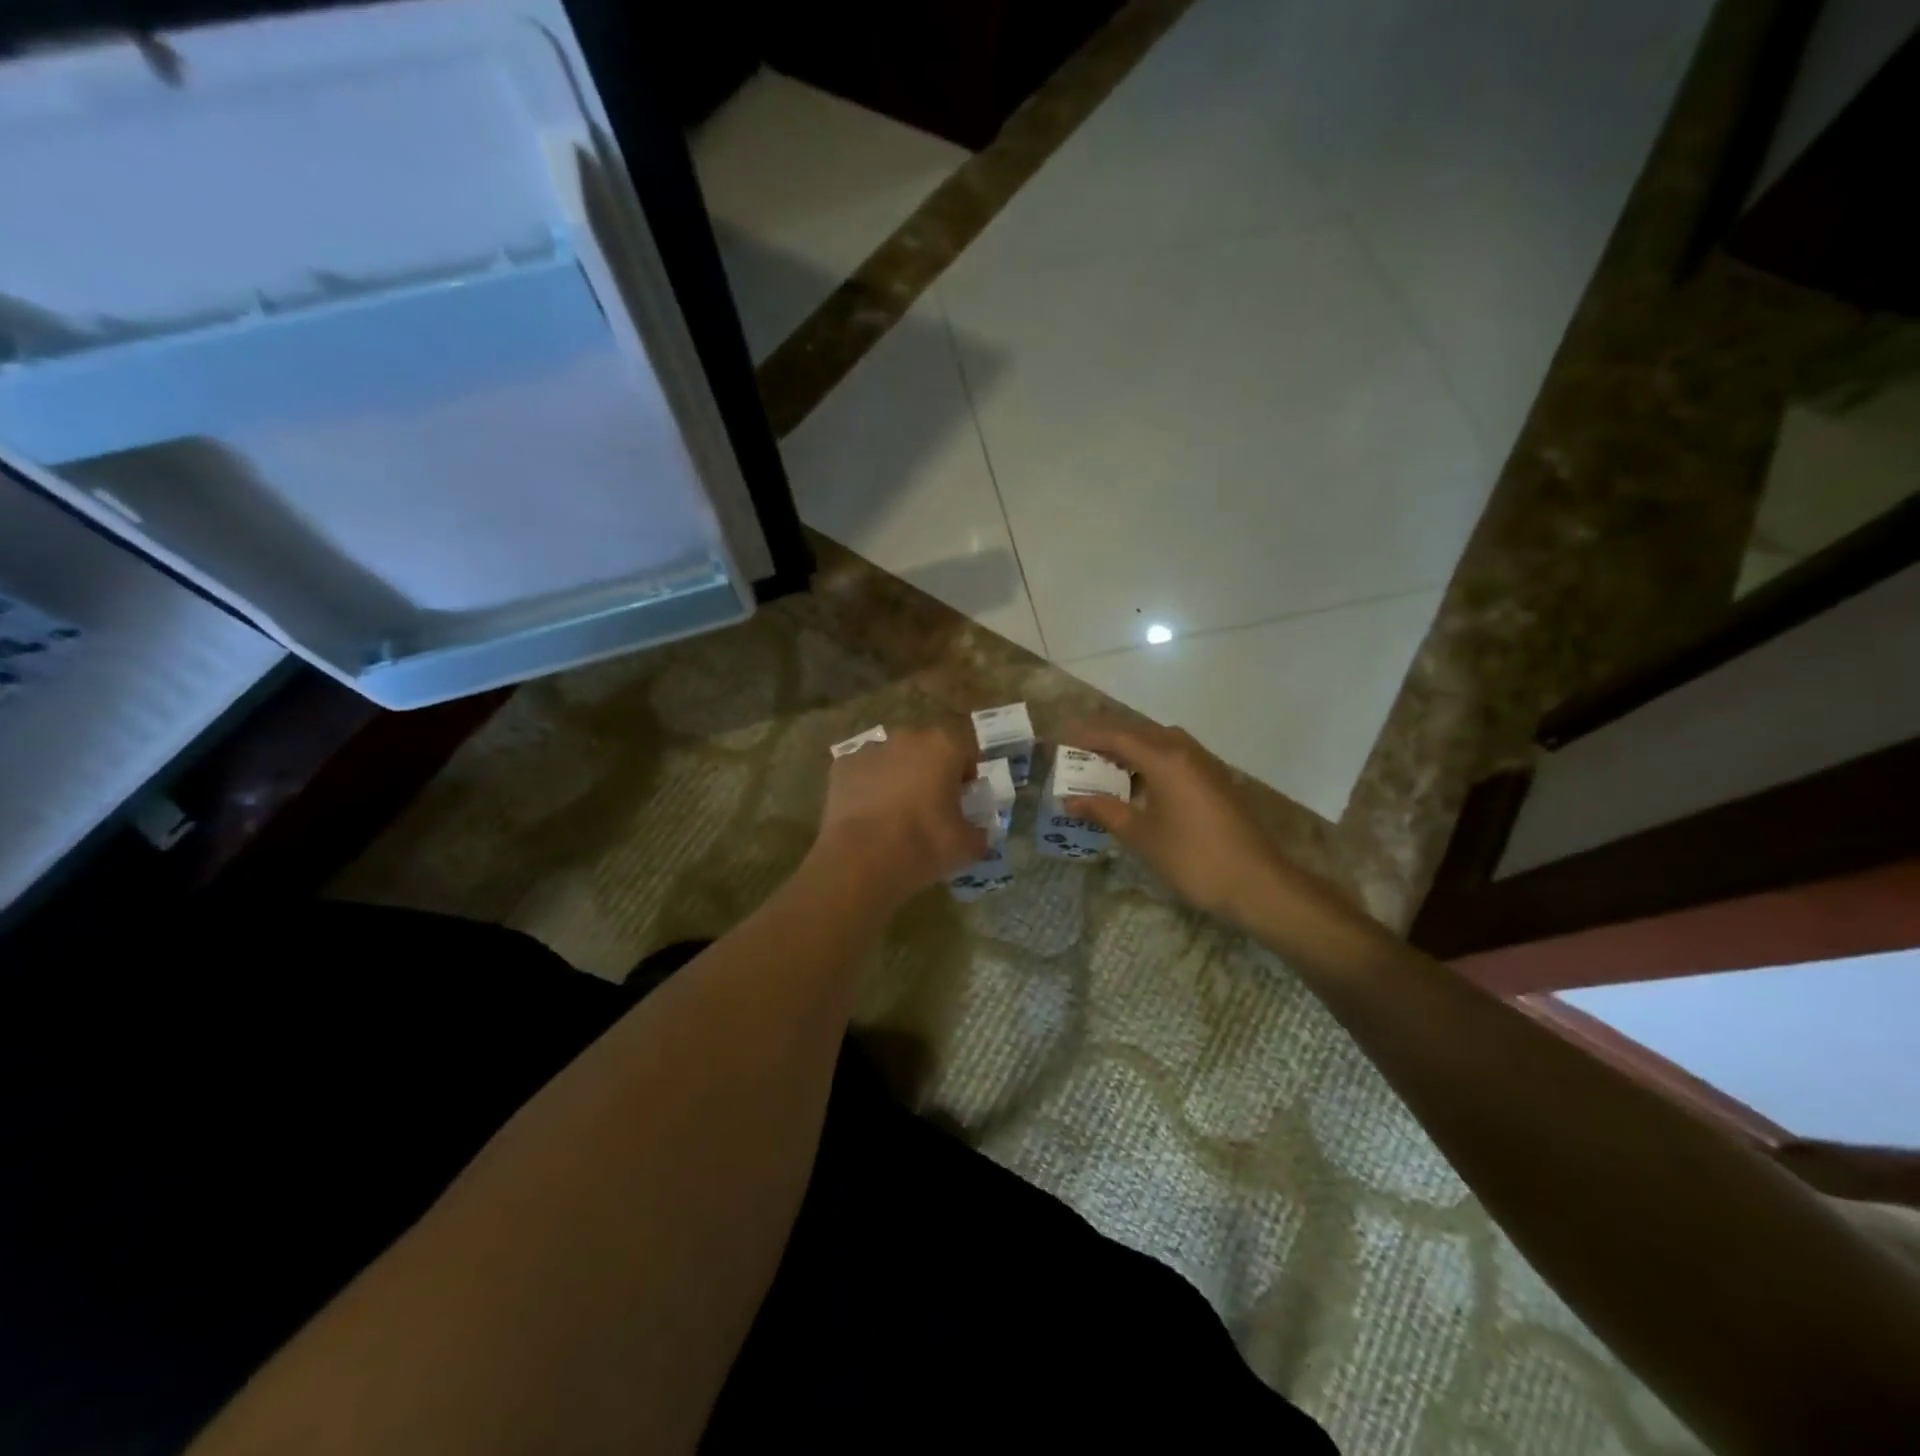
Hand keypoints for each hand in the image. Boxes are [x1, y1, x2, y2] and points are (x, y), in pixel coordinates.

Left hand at [812, 725, 988, 903]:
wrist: (861, 860)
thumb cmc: (924, 844)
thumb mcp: (968, 847)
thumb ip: (979, 833)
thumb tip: (977, 833)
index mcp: (944, 746)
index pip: (966, 752)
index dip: (966, 778)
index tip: (962, 804)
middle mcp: (907, 737)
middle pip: (927, 751)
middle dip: (931, 773)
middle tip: (930, 809)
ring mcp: (870, 750)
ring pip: (893, 760)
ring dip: (898, 778)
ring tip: (895, 816)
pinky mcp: (841, 766)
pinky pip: (863, 773)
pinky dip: (867, 788)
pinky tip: (868, 817)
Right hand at [1062, 722, 1293, 927]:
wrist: (1257, 883)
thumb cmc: (1192, 858)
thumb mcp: (1140, 836)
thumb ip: (1104, 811)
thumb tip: (1070, 801)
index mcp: (1164, 758)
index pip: (1116, 736)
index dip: (1086, 736)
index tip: (1060, 740)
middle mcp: (1185, 751)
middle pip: (1139, 733)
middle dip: (1107, 740)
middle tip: (1078, 754)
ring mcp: (1205, 764)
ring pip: (1160, 743)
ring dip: (1131, 750)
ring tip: (1104, 769)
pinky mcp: (1215, 780)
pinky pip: (1175, 757)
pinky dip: (1151, 762)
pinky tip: (1140, 786)